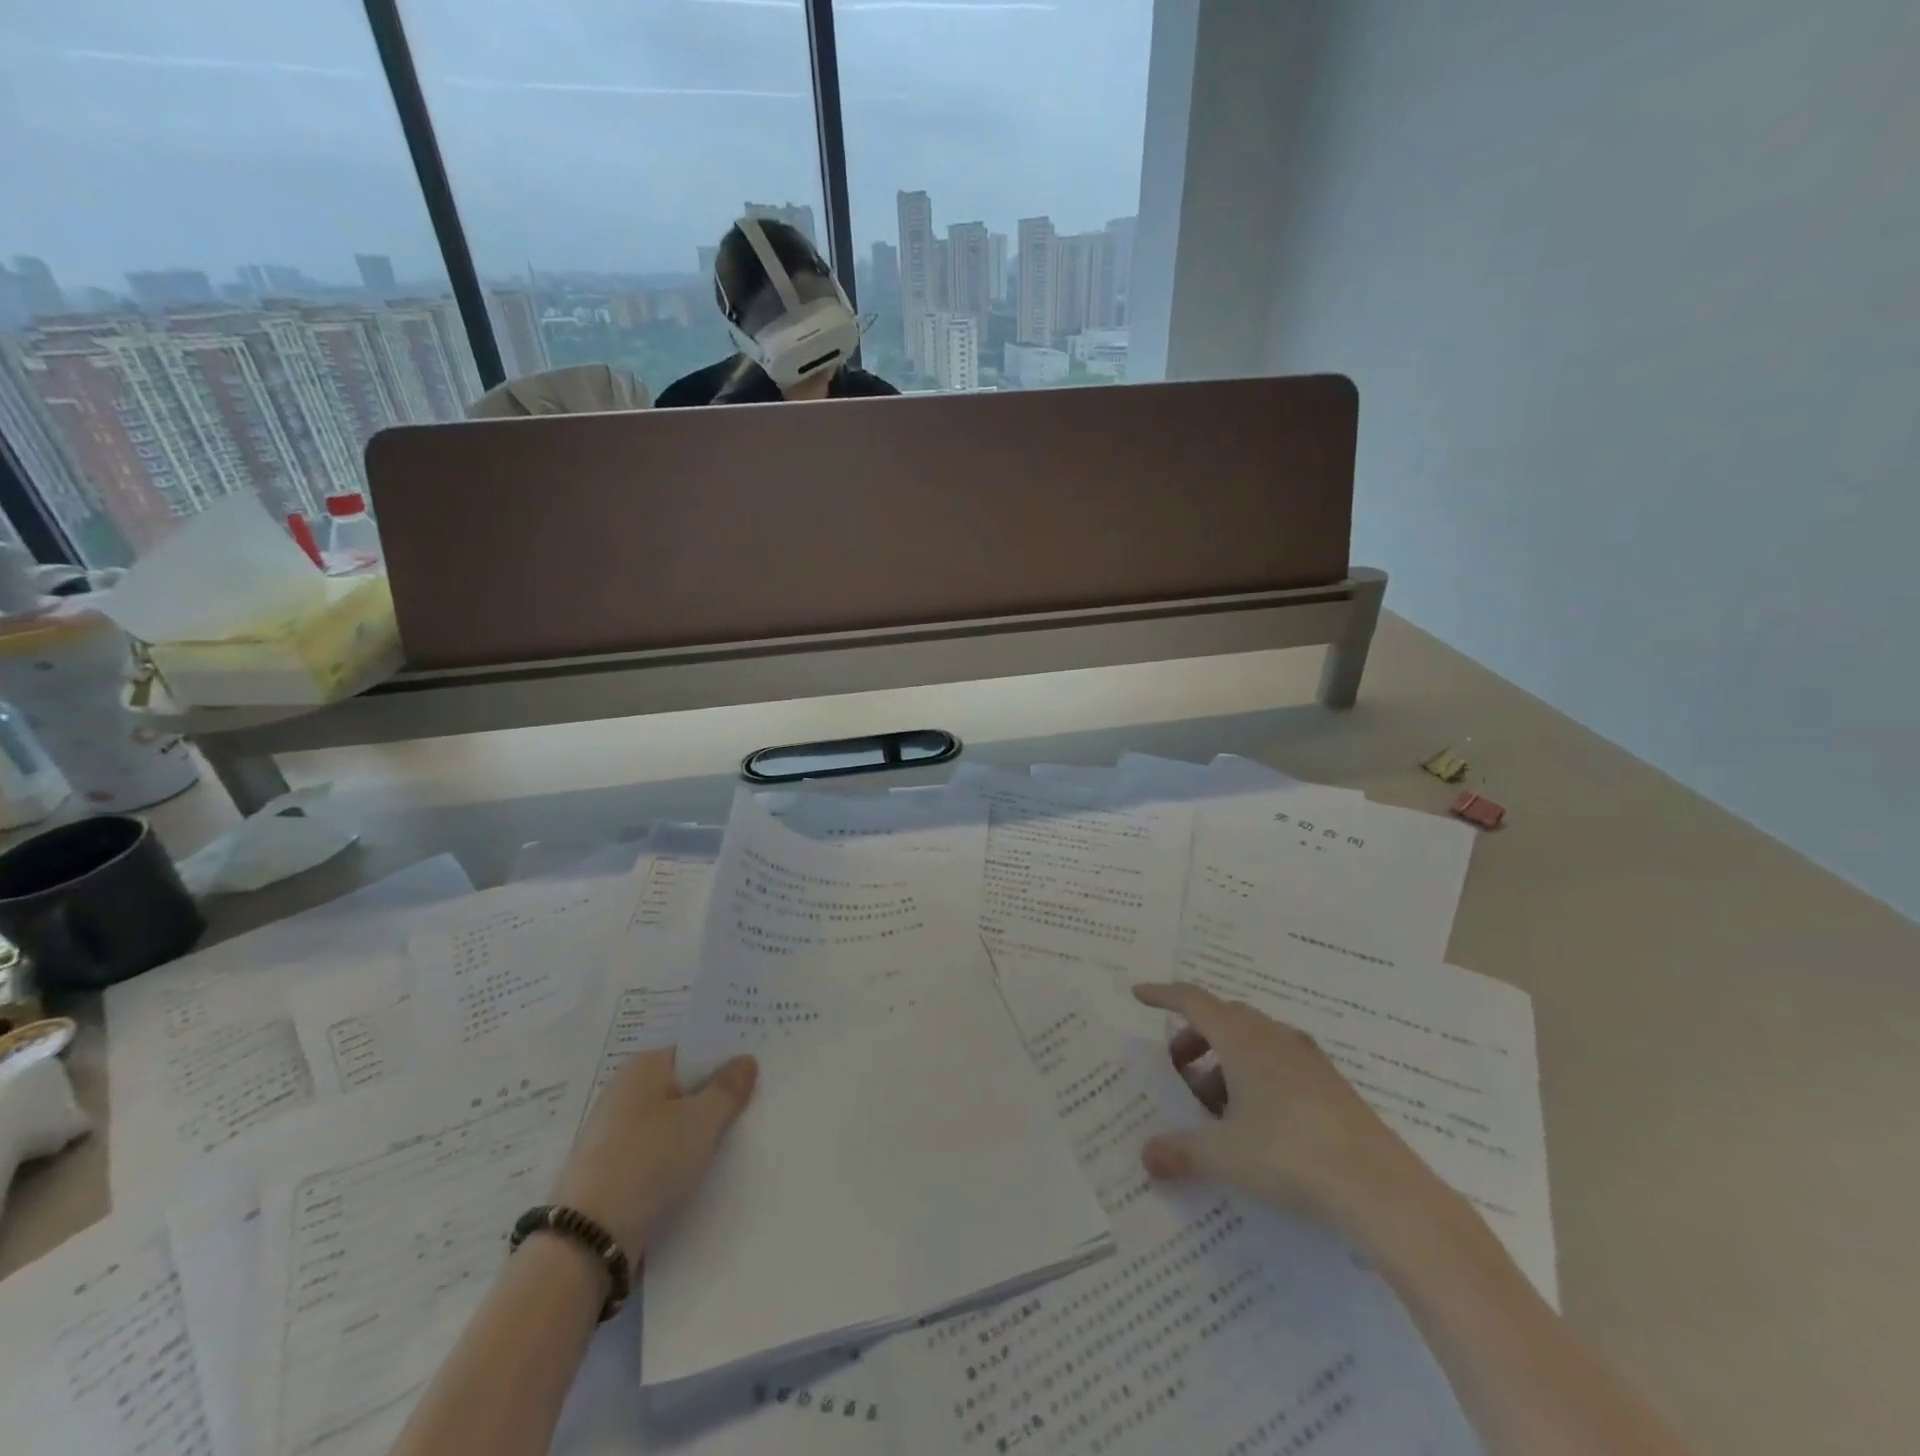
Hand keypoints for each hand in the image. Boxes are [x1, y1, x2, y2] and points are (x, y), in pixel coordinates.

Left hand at [547, 1048, 757, 1254]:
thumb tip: (746, 1059)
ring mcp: (611, 1130)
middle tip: (750, 1109)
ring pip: (667, 1120)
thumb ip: (728, 1088)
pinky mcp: (606, 1167)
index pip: (694, 1052)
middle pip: (681, 1086)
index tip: (755, 1076)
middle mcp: (623, 1089)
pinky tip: (693, 1172)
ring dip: (693, 1130)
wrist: (587, 1239)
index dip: (725, 1062)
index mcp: (643, 1065)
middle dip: (712, 1098)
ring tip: (728, 1144)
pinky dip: (673, 1156)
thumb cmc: (650, 1161)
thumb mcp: (702, 1121)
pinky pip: (652, 1149)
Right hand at [1133, 982, 1460, 1255]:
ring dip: (1226, 1059)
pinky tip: (1258, 1120)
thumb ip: (1181, 1152)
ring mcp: (1308, 1060)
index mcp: (1243, 1040)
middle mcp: (1274, 1038)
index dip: (1164, 995)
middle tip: (1178, 1068)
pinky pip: (1280, 1063)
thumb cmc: (1290, 1157)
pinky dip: (1256, 1076)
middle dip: (1195, 1036)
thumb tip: (1146, 1156)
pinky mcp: (1331, 1086)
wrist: (1382, 1190)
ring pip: (1254, 1040)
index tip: (1139, 995)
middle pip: (1224, 1017)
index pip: (1194, 1001)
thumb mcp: (1225, 1156)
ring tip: (1215, 1104)